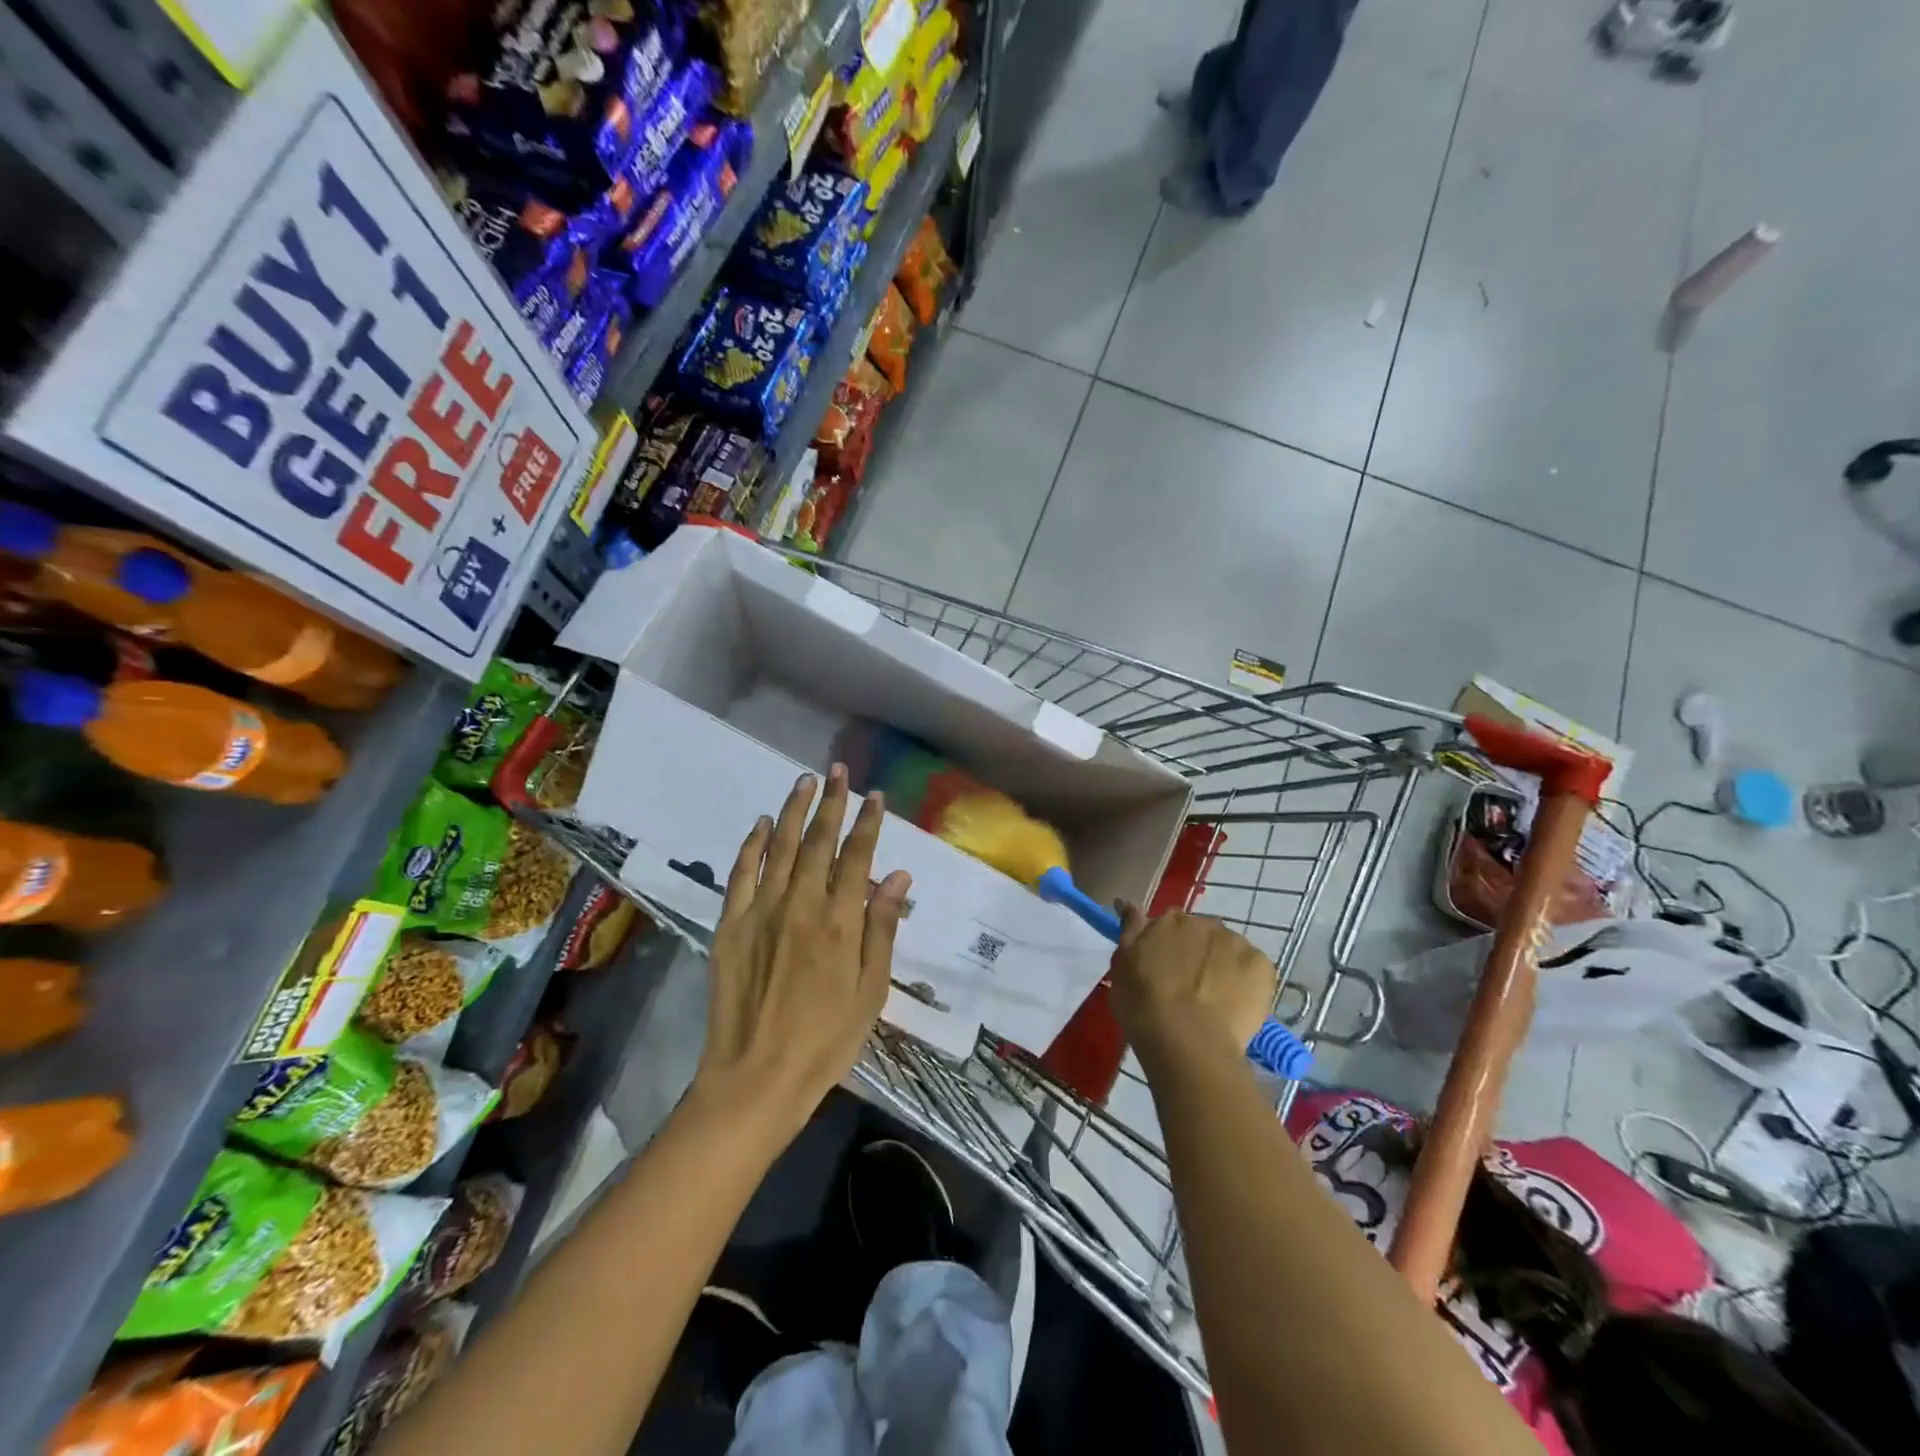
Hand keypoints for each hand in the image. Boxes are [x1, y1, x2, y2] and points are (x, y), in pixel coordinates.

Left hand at [696, 764, 911, 1130]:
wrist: (757, 1077)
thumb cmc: (827, 1040)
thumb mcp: (871, 990)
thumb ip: (882, 928)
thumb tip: (897, 876)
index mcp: (839, 921)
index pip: (856, 856)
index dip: (867, 823)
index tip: (874, 795)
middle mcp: (800, 904)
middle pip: (817, 842)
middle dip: (831, 803)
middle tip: (838, 772)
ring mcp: (760, 912)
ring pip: (779, 848)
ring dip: (792, 811)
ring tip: (803, 781)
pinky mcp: (730, 925)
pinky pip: (741, 874)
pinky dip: (751, 845)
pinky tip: (760, 824)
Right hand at [1108, 904, 1275, 1059]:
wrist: (1188, 1042)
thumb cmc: (1143, 1006)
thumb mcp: (1121, 967)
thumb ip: (1130, 931)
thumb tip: (1129, 904)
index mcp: (1168, 920)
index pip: (1169, 923)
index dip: (1167, 945)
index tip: (1164, 966)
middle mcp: (1203, 923)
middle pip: (1201, 933)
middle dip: (1196, 952)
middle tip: (1188, 986)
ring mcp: (1235, 942)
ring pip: (1228, 949)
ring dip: (1222, 964)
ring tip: (1214, 999)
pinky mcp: (1261, 965)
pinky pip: (1253, 968)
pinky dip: (1246, 981)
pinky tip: (1235, 1004)